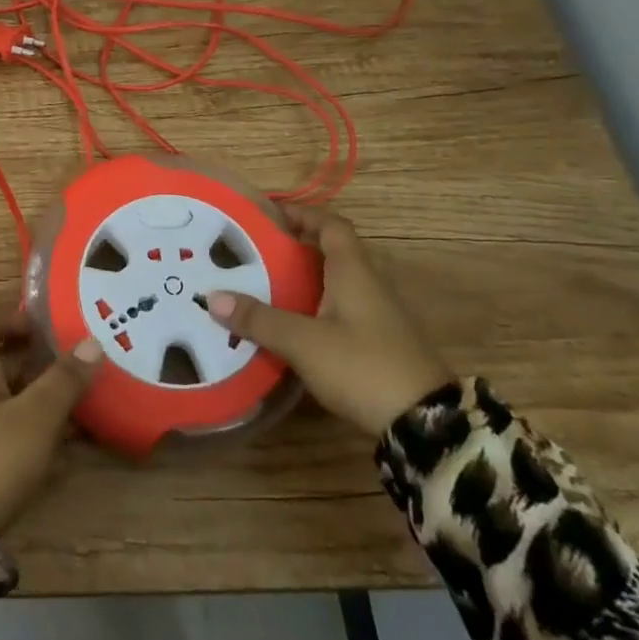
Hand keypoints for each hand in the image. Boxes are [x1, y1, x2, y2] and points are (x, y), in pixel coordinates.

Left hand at [0, 315, 101, 596]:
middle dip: (32, 362)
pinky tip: (52, 452)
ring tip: (72, 411)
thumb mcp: (36, 419)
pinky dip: (21, 429)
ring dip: (31, 398)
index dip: (13, 320)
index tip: (47, 331)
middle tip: (71, 370)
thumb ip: (64, 380)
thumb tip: (92, 342)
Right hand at [207, 205, 452, 435]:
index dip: (302, 214)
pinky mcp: (380, 345)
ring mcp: (379, 317)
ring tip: (262, 288)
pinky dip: (314, 310)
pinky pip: (341, 313)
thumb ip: (260, 319)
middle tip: (254, 254)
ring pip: (335, 285)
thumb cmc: (363, 366)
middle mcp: (369, 285)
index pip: (331, 225)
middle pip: (331, 253)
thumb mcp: (304, 342)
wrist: (427, 425)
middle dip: (294, 250)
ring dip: (303, 282)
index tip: (269, 214)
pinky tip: (290, 328)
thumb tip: (212, 297)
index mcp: (354, 271)